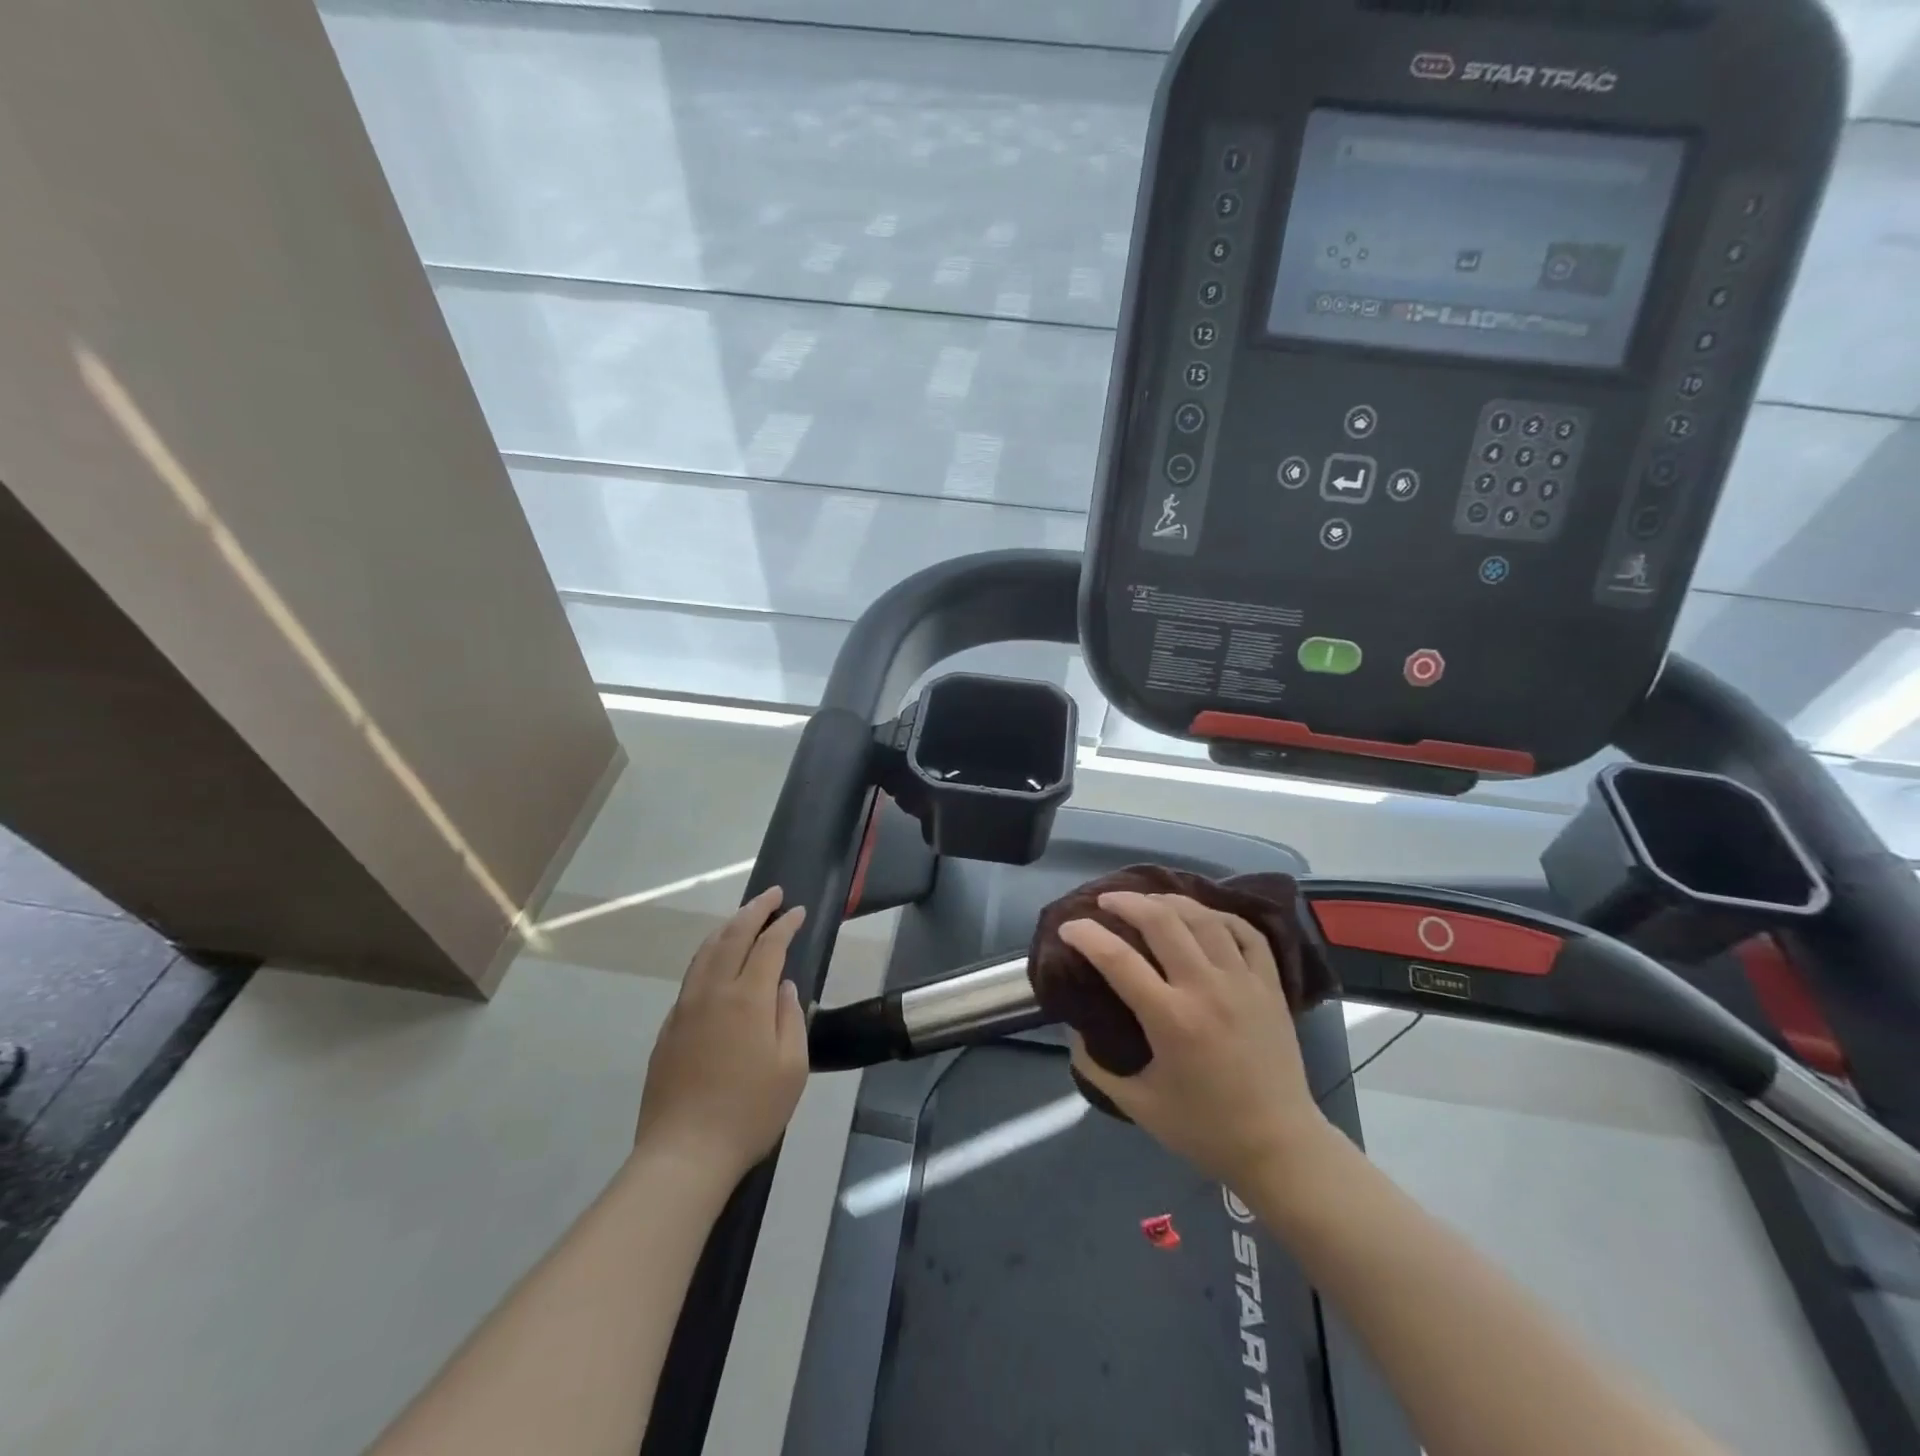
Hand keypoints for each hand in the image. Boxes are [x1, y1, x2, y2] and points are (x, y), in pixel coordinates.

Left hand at [634, 887, 808, 1180]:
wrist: (684, 1154)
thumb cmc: (749, 1112)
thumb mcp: (792, 1068)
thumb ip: (791, 1018)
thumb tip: (784, 987)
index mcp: (747, 999)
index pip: (768, 946)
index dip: (784, 924)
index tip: (797, 910)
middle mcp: (713, 993)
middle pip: (732, 936)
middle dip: (754, 910)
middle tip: (771, 894)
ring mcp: (685, 1009)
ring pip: (705, 952)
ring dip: (727, 927)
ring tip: (743, 917)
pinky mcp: (669, 1028)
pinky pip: (692, 976)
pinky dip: (709, 955)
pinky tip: (716, 962)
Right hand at [1063, 892, 1332, 1187]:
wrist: (1280, 1147)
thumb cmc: (1205, 1129)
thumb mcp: (1138, 1105)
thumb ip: (1096, 1066)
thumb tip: (1072, 1030)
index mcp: (1171, 1019)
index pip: (1117, 959)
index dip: (1086, 935)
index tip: (1068, 927)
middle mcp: (1206, 989)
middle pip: (1162, 921)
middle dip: (1126, 902)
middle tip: (1105, 901)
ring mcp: (1243, 982)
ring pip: (1203, 918)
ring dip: (1169, 900)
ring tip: (1148, 900)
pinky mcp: (1270, 985)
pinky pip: (1246, 932)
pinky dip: (1220, 915)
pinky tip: (1202, 915)